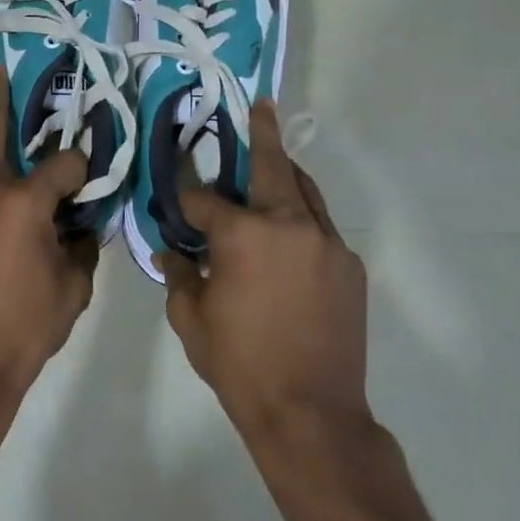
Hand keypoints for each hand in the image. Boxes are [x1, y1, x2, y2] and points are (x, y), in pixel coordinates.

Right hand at [159, 101, 371, 441]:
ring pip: (304, 190)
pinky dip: (301, 220)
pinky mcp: (349, 265)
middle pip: (272, 166)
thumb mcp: (192, 320)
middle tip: (261, 106)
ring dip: (286, 173)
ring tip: (274, 161)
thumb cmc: (241, 364)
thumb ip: (179, 275)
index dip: (186, 196)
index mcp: (244, 233)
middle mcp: (289, 223)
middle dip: (261, 133)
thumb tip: (170, 251)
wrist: (311, 414)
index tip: (177, 195)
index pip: (205, 198)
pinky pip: (320, 228)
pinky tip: (289, 240)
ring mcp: (326, 242)